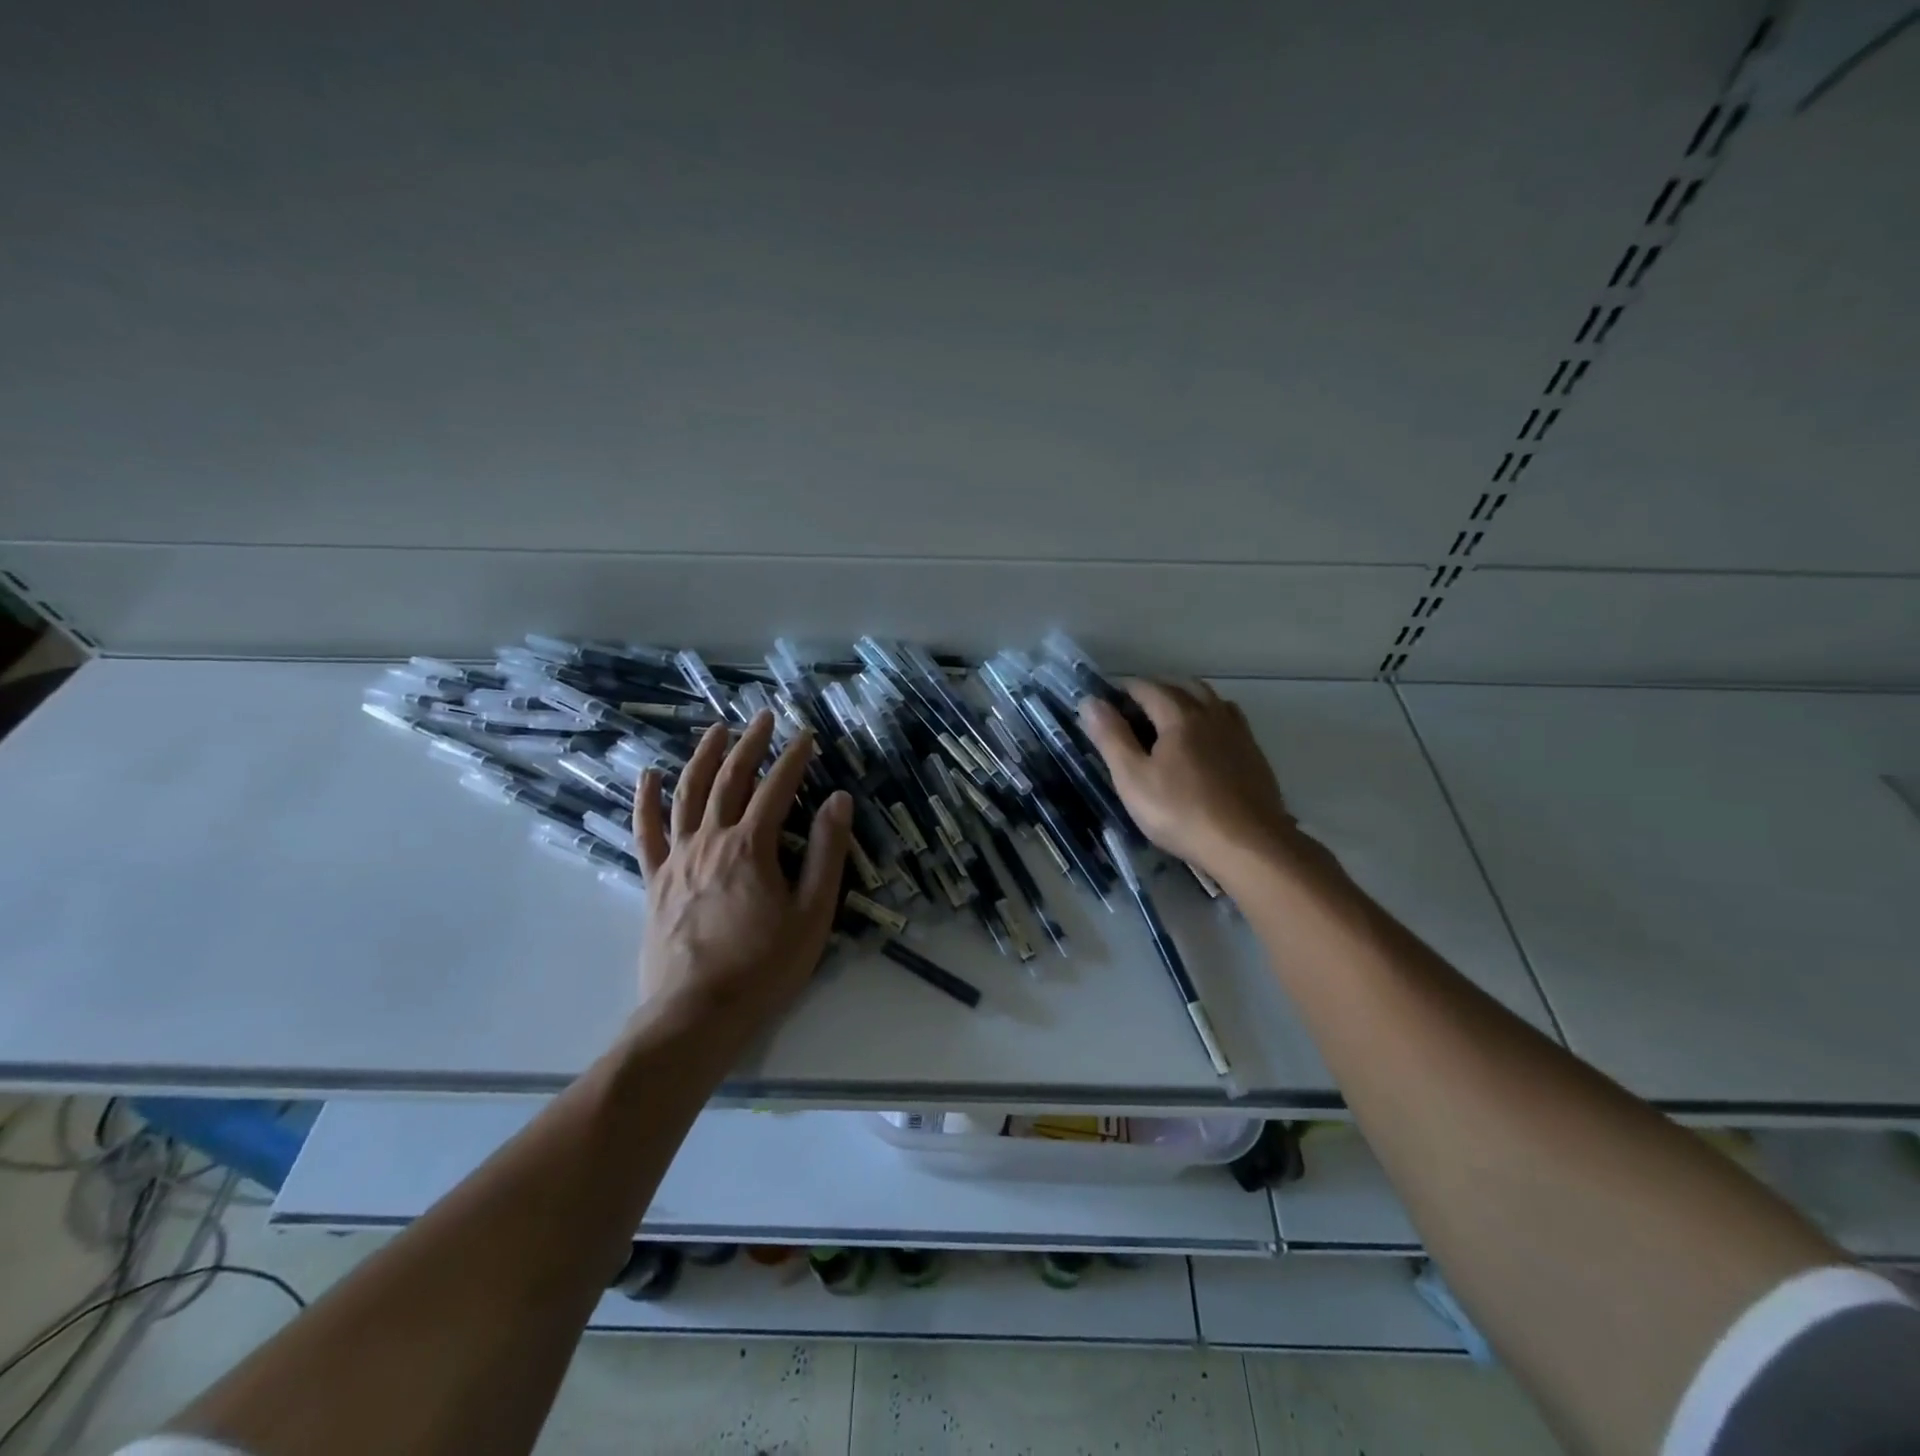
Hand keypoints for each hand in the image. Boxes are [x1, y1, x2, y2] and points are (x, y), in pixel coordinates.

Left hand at [632, 711, 851, 1039]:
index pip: (777, 788)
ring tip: (715, 730)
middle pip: (730, 779)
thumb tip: (838, 800)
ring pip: (688, 794)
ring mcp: (678, 859)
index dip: (795, 758)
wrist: (696, 1013)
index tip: (807, 734)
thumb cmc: (764, 967)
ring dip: (703, 757)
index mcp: (752, 846)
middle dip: (750, 744)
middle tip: (763, 717)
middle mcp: (711, 840)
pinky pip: (646, 832)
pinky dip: (647, 800)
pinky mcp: (655, 881)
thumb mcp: (812, 913)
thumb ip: (825, 853)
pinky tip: (648, 775)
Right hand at [1079, 679, 1304, 881]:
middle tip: (1137, 708)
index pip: (1149, 688)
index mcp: (1180, 716)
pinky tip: (1206, 744)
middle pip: (1185, 687)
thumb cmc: (1181, 812)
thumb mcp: (1133, 778)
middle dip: (1159, 690)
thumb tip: (1090, 701)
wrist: (1248, 845)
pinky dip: (1212, 720)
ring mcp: (1239, 734)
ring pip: (1212, 702)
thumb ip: (1111, 737)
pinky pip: (1230, 723)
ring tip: (1171, 720)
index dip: (1126, 689)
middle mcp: (1212, 715)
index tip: (1109, 698)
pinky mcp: (1255, 756)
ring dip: (1189, 700)